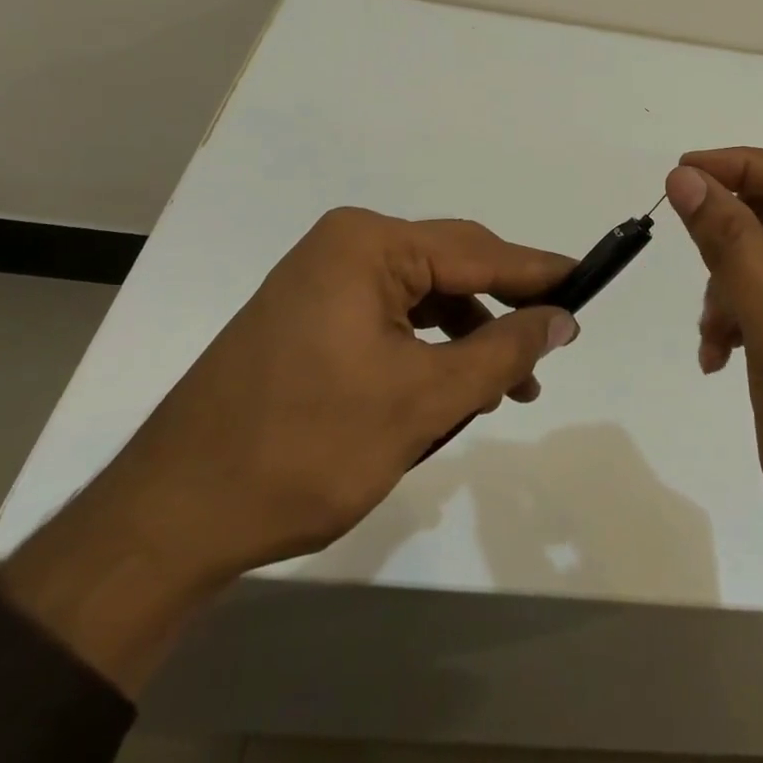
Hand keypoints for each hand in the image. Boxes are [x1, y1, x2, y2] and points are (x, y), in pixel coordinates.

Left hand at [0, 208, 577, 693]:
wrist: (172, 517)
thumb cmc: (305, 449)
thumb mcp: (422, 401)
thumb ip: (502, 351)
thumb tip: (563, 317)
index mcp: (368, 245)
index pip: (477, 251)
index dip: (538, 272)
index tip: (590, 283)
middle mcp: (343, 248)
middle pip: (450, 268)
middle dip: (502, 312)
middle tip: (551, 350)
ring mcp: (320, 282)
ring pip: (423, 299)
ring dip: (467, 339)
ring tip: (505, 388)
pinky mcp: (309, 319)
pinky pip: (390, 320)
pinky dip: (428, 351)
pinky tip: (450, 389)